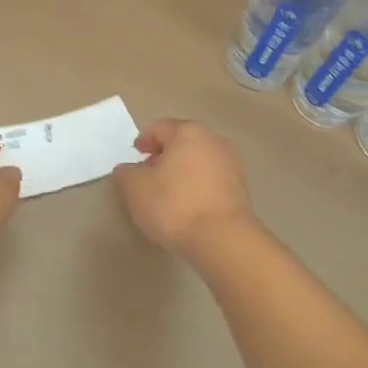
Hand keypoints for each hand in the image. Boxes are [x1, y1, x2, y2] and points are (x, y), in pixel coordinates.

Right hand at [111, 119, 254, 258]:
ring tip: (168, 194)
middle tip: (149, 176)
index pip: (159, 128)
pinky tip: (189, 206)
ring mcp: (232, 163)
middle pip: (182, 142)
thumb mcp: (135, 189)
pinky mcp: (242, 188)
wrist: (222, 239)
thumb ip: (126, 174)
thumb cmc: (174, 205)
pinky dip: (198, 186)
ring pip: (199, 160)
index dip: (143, 142)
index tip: (135, 158)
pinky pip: (212, 179)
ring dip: (183, 171)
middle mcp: (214, 140)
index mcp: (188, 132)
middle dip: (164, 156)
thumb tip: (127, 170)